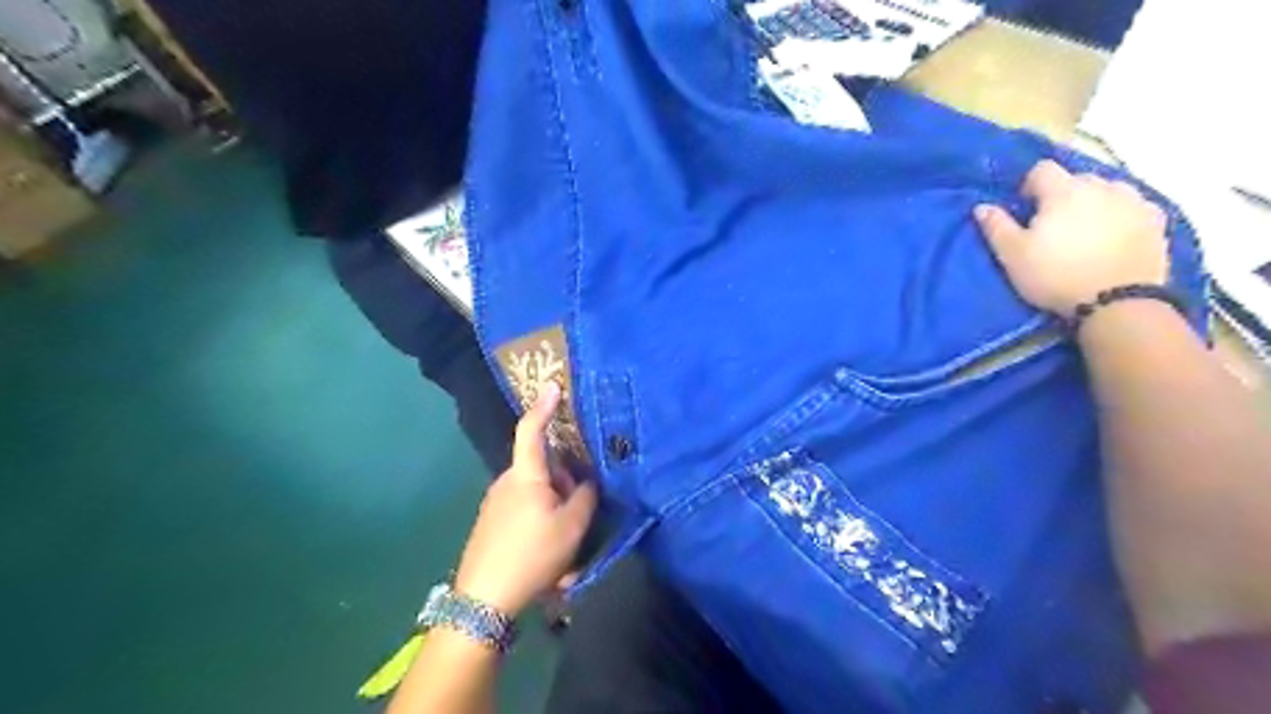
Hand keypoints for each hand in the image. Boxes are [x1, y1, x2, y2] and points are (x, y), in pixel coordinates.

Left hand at [455, 382, 598, 615]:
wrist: (482, 601)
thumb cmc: (532, 554)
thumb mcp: (572, 526)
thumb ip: (585, 497)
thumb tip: (586, 484)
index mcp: (525, 475)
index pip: (532, 430)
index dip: (544, 406)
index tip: (553, 385)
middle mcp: (506, 483)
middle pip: (544, 469)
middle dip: (566, 484)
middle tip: (580, 518)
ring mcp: (496, 504)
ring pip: (537, 495)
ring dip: (556, 512)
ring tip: (566, 554)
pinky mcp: (491, 524)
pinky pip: (525, 513)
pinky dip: (542, 527)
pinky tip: (549, 562)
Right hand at [975, 161, 1168, 318]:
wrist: (1116, 302)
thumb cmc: (1055, 275)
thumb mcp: (1013, 255)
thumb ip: (996, 227)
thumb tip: (982, 207)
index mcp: (1063, 191)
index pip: (1042, 169)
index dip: (1030, 185)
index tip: (1026, 209)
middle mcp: (1102, 186)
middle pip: (1077, 178)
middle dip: (1063, 195)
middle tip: (1054, 225)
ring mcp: (1134, 201)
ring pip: (1109, 190)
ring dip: (1095, 203)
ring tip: (1086, 231)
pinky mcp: (1157, 220)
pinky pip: (1134, 207)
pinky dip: (1121, 216)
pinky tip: (1114, 238)